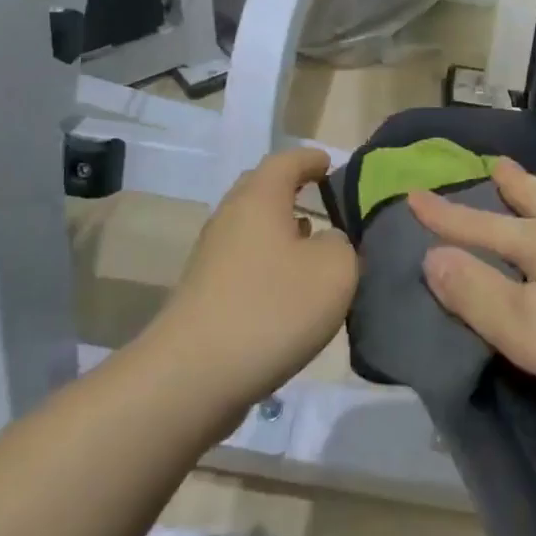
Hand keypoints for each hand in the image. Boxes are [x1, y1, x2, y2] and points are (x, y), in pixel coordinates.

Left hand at [152, 148, 356, 407]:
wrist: (193, 376)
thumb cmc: (271, 308)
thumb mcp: (334, 270)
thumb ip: (342, 245)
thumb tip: (328, 243)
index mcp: (259, 198)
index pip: (286, 160)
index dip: (311, 159)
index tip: (331, 164)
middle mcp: (230, 217)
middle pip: (261, 189)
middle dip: (292, 190)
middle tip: (322, 199)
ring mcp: (212, 256)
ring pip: (252, 228)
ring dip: (282, 230)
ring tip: (313, 243)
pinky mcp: (205, 292)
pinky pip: (245, 260)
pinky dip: (269, 262)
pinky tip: (289, 287)